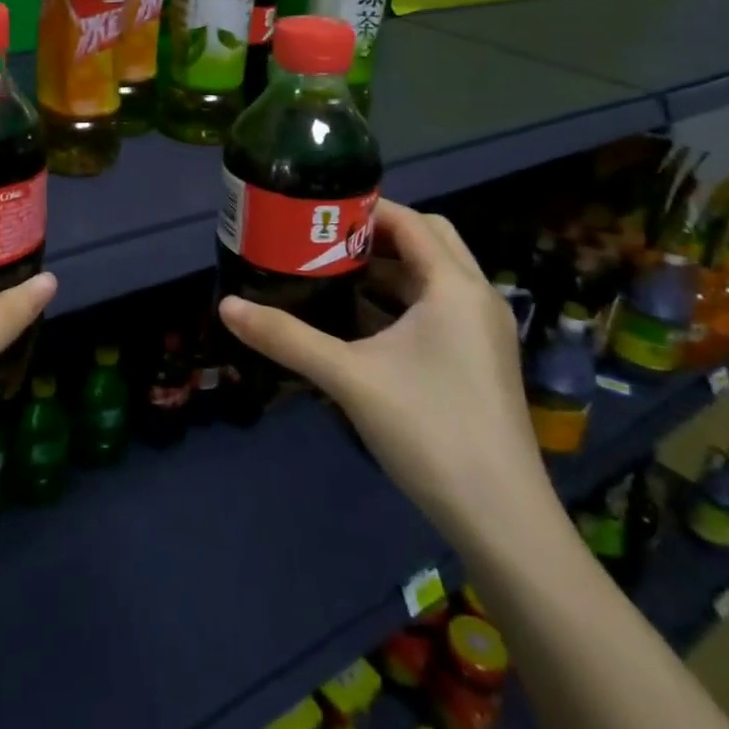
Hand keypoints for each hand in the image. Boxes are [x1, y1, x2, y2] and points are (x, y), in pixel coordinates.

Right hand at [219, 200, 546, 544]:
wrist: (501, 518)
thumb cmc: (429, 430)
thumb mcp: (349, 377)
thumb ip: (286, 337)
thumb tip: (226, 307)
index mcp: (454, 287)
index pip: (410, 221)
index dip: (364, 209)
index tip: (317, 211)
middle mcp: (477, 298)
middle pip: (428, 239)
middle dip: (378, 233)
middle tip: (326, 239)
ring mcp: (483, 331)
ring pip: (434, 276)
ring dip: (389, 267)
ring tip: (333, 271)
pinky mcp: (480, 359)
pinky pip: (439, 306)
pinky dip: (402, 299)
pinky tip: (360, 321)